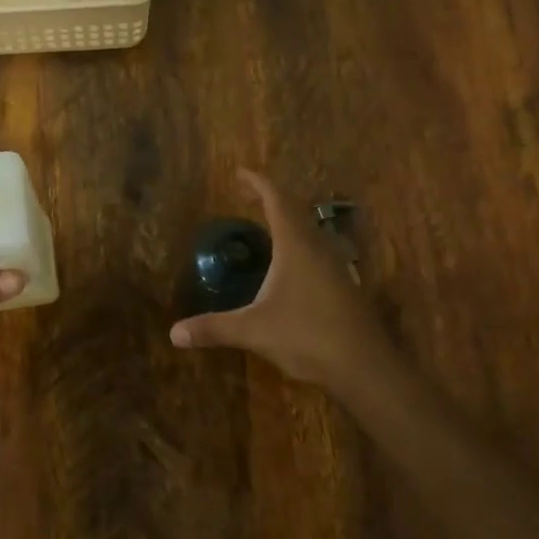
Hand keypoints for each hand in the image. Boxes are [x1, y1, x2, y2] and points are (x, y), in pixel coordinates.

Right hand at [170, 169, 395, 392]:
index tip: (241, 172)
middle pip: (295, 212)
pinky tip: (292, 268)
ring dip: (289, 223)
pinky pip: (319, 252)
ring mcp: (337, 266)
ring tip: (268, 226)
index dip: (258, 183)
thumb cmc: (307, 336)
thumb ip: (214, 328)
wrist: (365, 366)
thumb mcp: (254, 330)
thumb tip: (174, 333)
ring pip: (311, 232)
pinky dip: (300, 246)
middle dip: (270, 200)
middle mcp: (319, 248)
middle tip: (248, 196)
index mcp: (296, 246)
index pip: (276, 200)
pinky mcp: (345, 286)